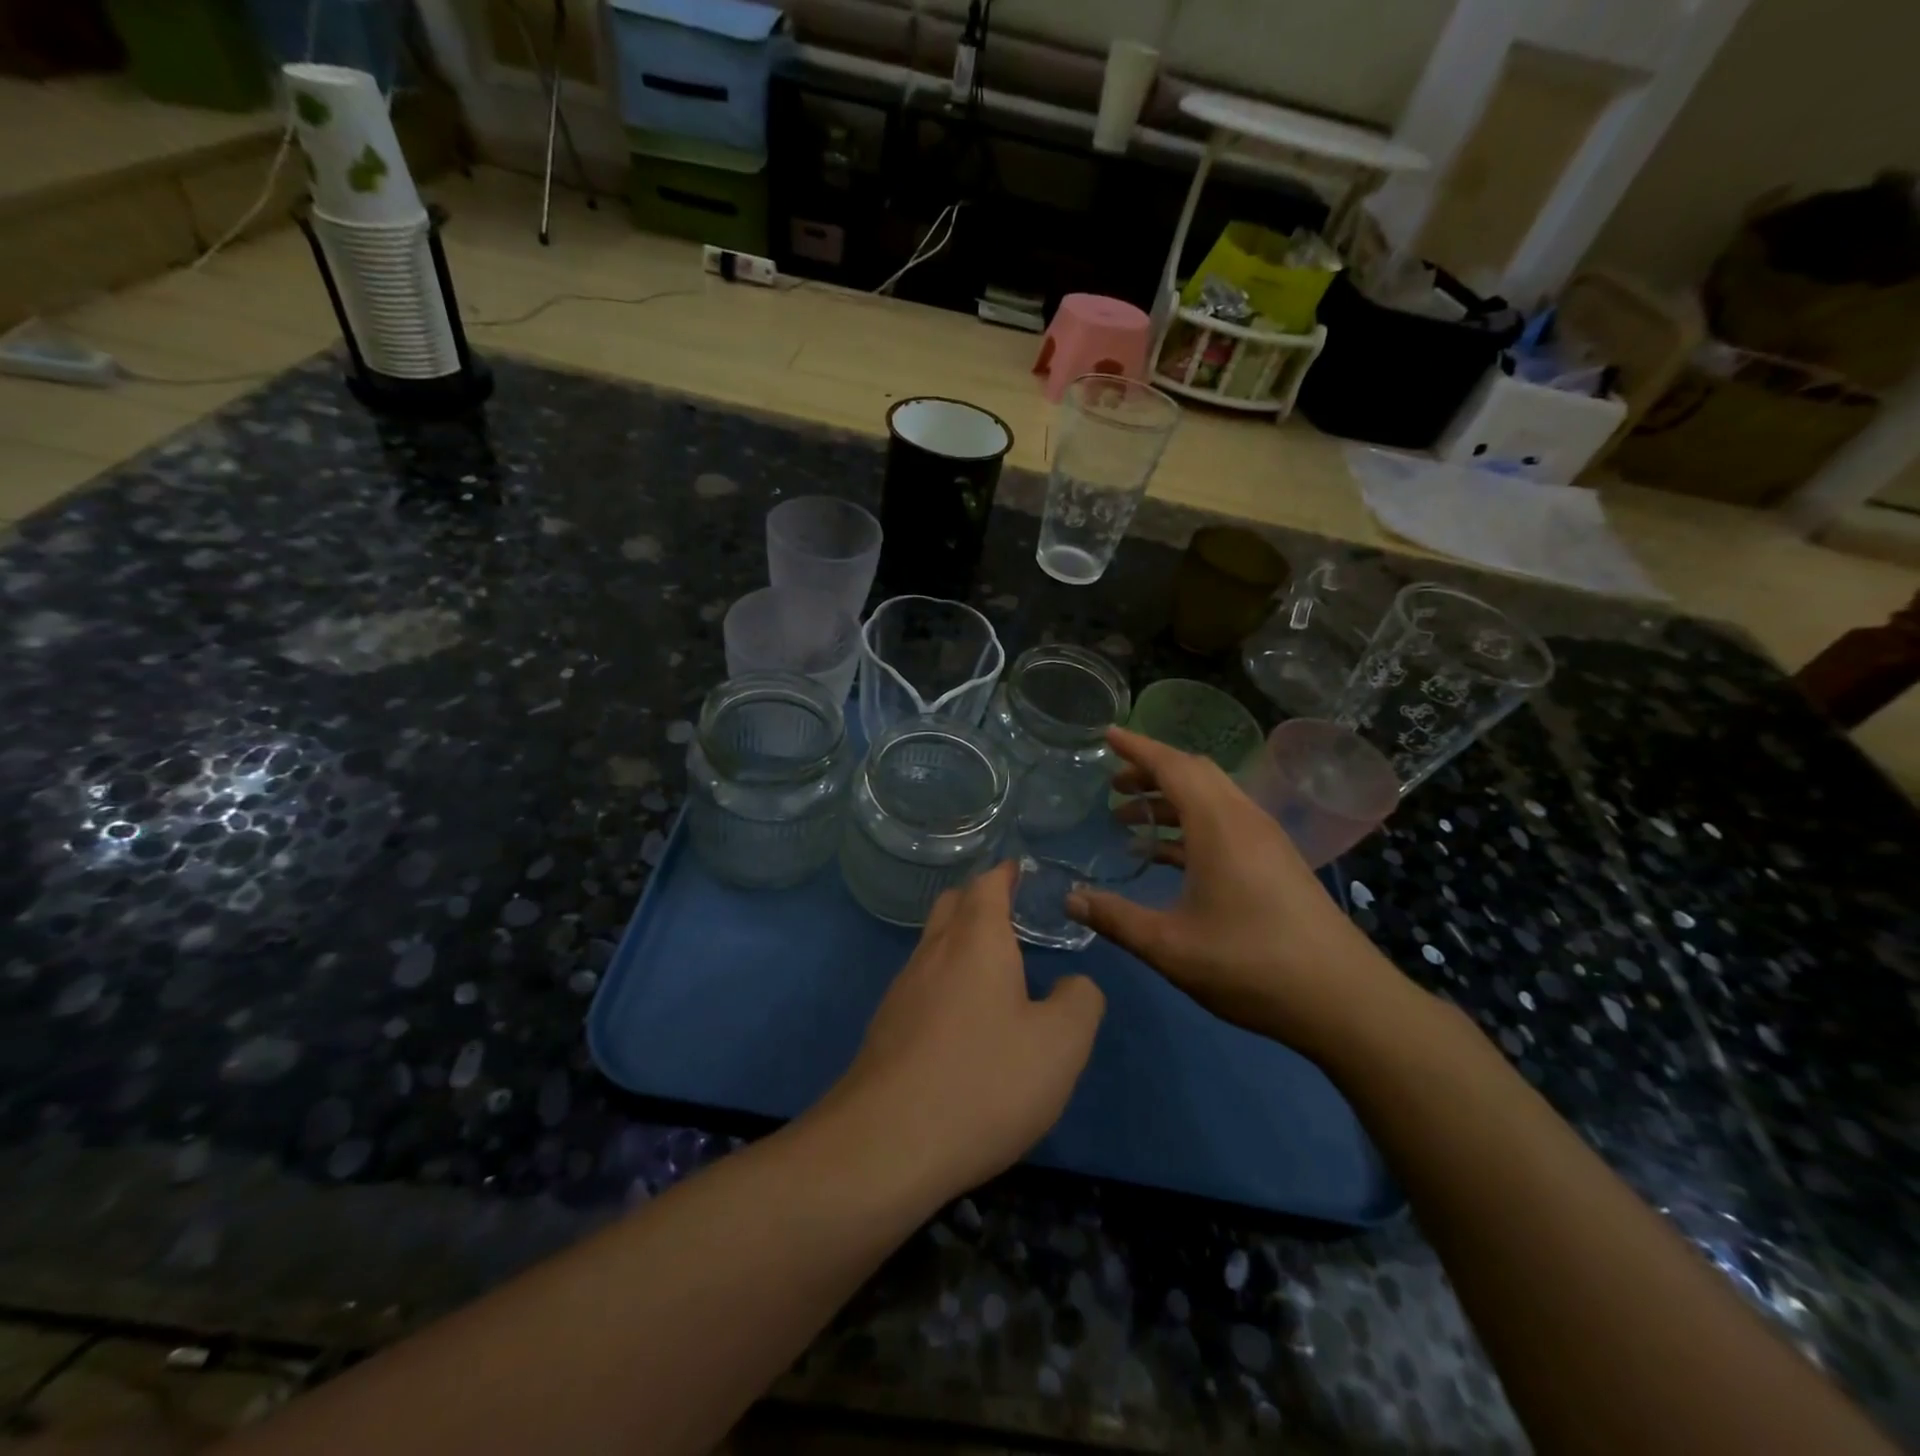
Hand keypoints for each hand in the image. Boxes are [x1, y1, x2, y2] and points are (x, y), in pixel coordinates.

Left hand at [826, 862, 1104, 1200]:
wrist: (886, 1144)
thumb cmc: (983, 1080)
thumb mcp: (1060, 1045)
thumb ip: (1080, 1002)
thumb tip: (1074, 985)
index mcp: (976, 941)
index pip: (987, 885)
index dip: (1005, 874)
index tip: (1020, 871)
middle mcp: (933, 952)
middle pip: (952, 906)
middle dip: (979, 901)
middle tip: (1012, 914)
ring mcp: (903, 990)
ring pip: (933, 945)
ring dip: (961, 942)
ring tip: (994, 968)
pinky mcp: (886, 1028)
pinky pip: (922, 983)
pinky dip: (946, 980)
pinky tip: (963, 1020)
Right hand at [1067, 727, 1405, 1060]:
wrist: (1345, 1001)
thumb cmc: (1251, 964)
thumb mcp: (1170, 946)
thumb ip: (1116, 918)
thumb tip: (1069, 899)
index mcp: (1219, 825)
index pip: (1172, 766)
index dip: (1137, 747)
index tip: (1107, 734)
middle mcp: (1244, 819)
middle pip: (1194, 774)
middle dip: (1150, 772)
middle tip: (1112, 786)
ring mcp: (1265, 840)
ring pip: (1211, 798)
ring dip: (1170, 800)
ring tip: (1129, 821)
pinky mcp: (1276, 862)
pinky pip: (1224, 823)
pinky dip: (1190, 825)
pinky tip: (1166, 856)